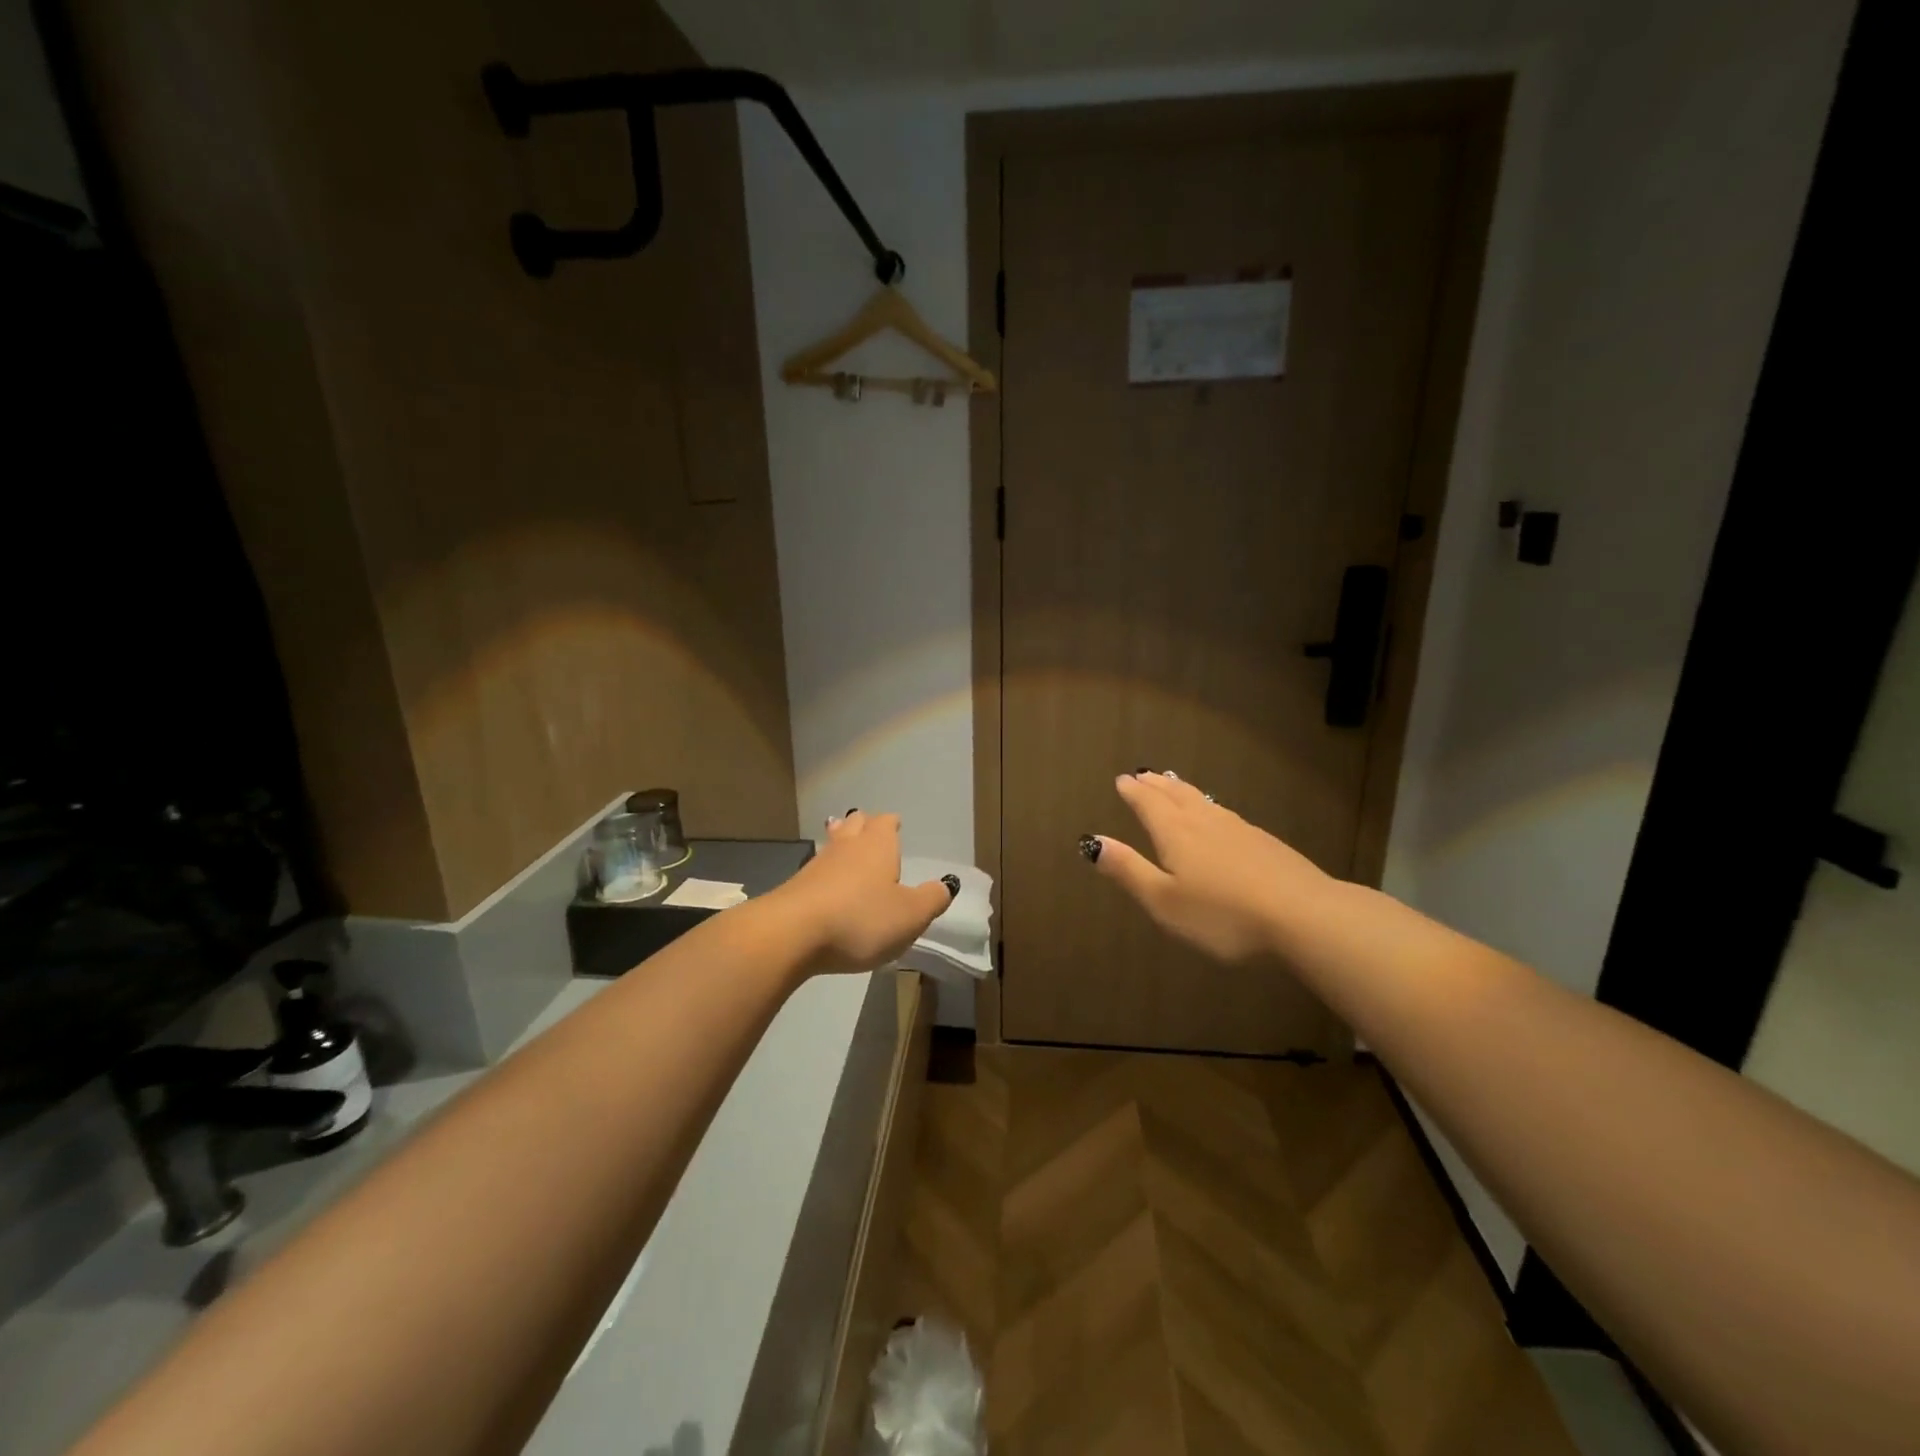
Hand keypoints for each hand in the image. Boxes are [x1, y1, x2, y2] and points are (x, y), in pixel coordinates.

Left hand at [773, 811, 956, 973]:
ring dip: (840, 843)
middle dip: (864, 824)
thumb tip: (946, 884)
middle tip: (869, 828)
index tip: (895, 825)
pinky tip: (826, 884)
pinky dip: (825, 873)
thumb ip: (931, 899)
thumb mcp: (910, 916)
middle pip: (855, 823)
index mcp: (878, 845)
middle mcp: (847, 846)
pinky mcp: (795, 887)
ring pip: (832, 844)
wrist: (792, 934)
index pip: (885, 822)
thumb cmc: (861, 919)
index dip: (891, 824)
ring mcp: (817, 864)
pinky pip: (816, 871)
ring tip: (846, 847)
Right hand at [1086, 772, 1331, 961]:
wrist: (1304, 915)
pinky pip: (1225, 814)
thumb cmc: (1223, 914)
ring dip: (1182, 790)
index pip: (1149, 804)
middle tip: (1142, 774)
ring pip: (1203, 801)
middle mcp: (1205, 822)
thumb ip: (1129, 871)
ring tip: (1173, 785)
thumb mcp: (1165, 901)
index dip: (1133, 793)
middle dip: (1156, 785)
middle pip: (1176, 795)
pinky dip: (1209, 806)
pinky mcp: (1265, 843)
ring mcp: (1239, 829)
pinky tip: (1218, 817)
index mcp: (1176, 834)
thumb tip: (1092, 841)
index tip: (1122, 780)